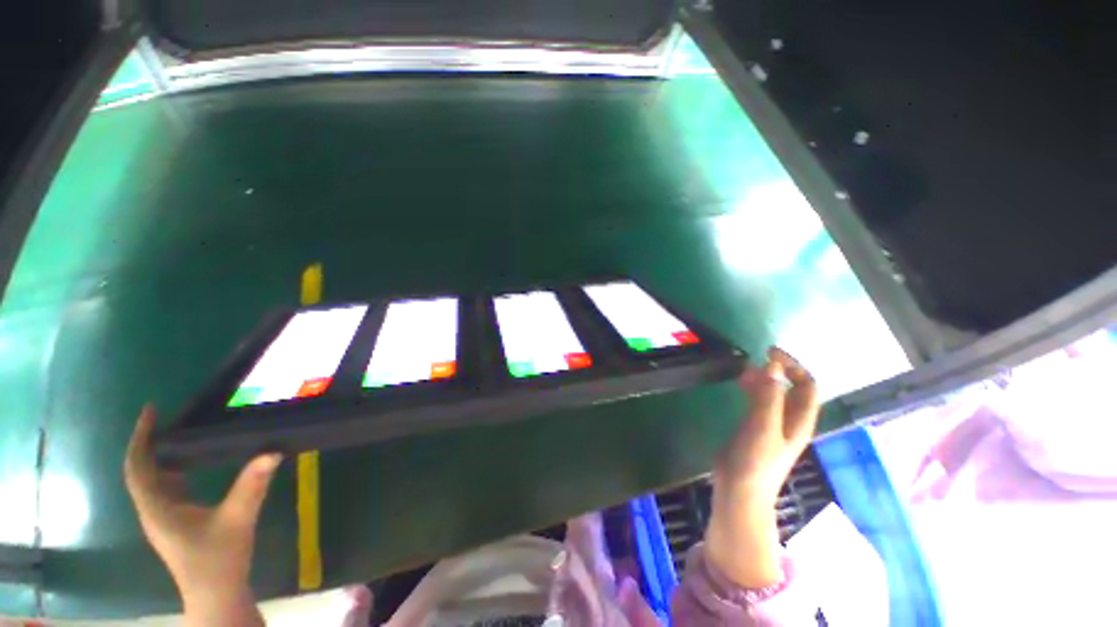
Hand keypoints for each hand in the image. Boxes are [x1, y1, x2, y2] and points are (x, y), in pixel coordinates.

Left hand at [124, 405, 280, 625]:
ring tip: (181, 435)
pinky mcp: (176, 523)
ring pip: (152, 481)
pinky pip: (166, 489)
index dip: (141, 438)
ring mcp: (164, 518)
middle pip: (141, 471)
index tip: (151, 411)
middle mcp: (154, 510)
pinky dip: (173, 471)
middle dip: (149, 443)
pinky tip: (192, 466)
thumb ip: (252, 486)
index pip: (138, 467)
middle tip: (169, 418)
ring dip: (160, 457)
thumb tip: (272, 451)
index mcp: (157, 508)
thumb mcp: (237, 520)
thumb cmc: (219, 560)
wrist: (217, 595)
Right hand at [705, 347, 819, 587]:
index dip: (793, 366)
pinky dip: (752, 389)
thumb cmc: (755, 461)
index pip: (807, 386)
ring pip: (774, 393)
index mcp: (799, 420)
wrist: (739, 490)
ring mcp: (771, 424)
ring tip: (743, 371)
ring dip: (763, 378)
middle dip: (777, 370)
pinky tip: (739, 386)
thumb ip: (768, 396)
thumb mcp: (763, 426)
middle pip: (792, 388)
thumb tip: (772, 365)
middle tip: (754, 361)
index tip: (770, 353)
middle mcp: (789, 420)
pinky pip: (759, 401)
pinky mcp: (754, 428)